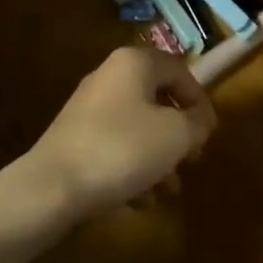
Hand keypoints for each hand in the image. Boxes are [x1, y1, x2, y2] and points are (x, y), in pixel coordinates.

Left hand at [33, 45, 217, 216]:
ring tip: (170, 189)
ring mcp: (90, 106)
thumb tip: (201, 119)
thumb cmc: (122, 148)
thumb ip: (197, 123)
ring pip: (138, 126)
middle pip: (157, 98)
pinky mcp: (76, 137)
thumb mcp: (175, 135)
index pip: (180, 70)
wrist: (52, 186)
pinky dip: (133, 167)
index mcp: (135, 63)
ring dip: (158, 156)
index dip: (200, 100)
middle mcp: (111, 75)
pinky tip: (142, 200)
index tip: (209, 134)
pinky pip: (116, 145)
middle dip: (179, 133)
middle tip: (192, 160)